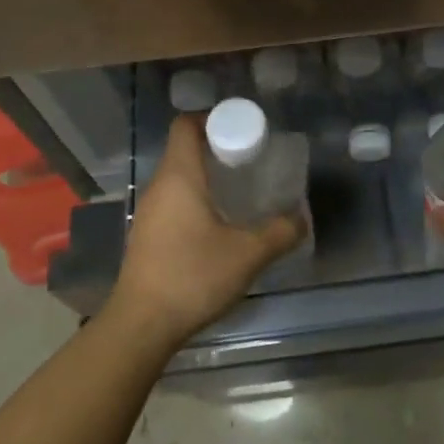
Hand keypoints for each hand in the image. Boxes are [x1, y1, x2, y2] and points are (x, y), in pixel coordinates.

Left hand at [106, 115, 304, 352]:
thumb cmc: (193, 276)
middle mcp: (159, 187)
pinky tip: (217, 225)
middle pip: (184, 150)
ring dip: (206, 177)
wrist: (142, 325)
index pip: (186, 125)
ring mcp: (149, 212)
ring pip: (178, 178)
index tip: (241, 130)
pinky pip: (172, 202)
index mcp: (179, 177)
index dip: (212, 118)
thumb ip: (280, 232)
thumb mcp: (248, 254)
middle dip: (216, 149)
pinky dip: (195, 200)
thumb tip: (302, 217)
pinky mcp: (146, 236)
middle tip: (250, 161)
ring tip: (239, 192)